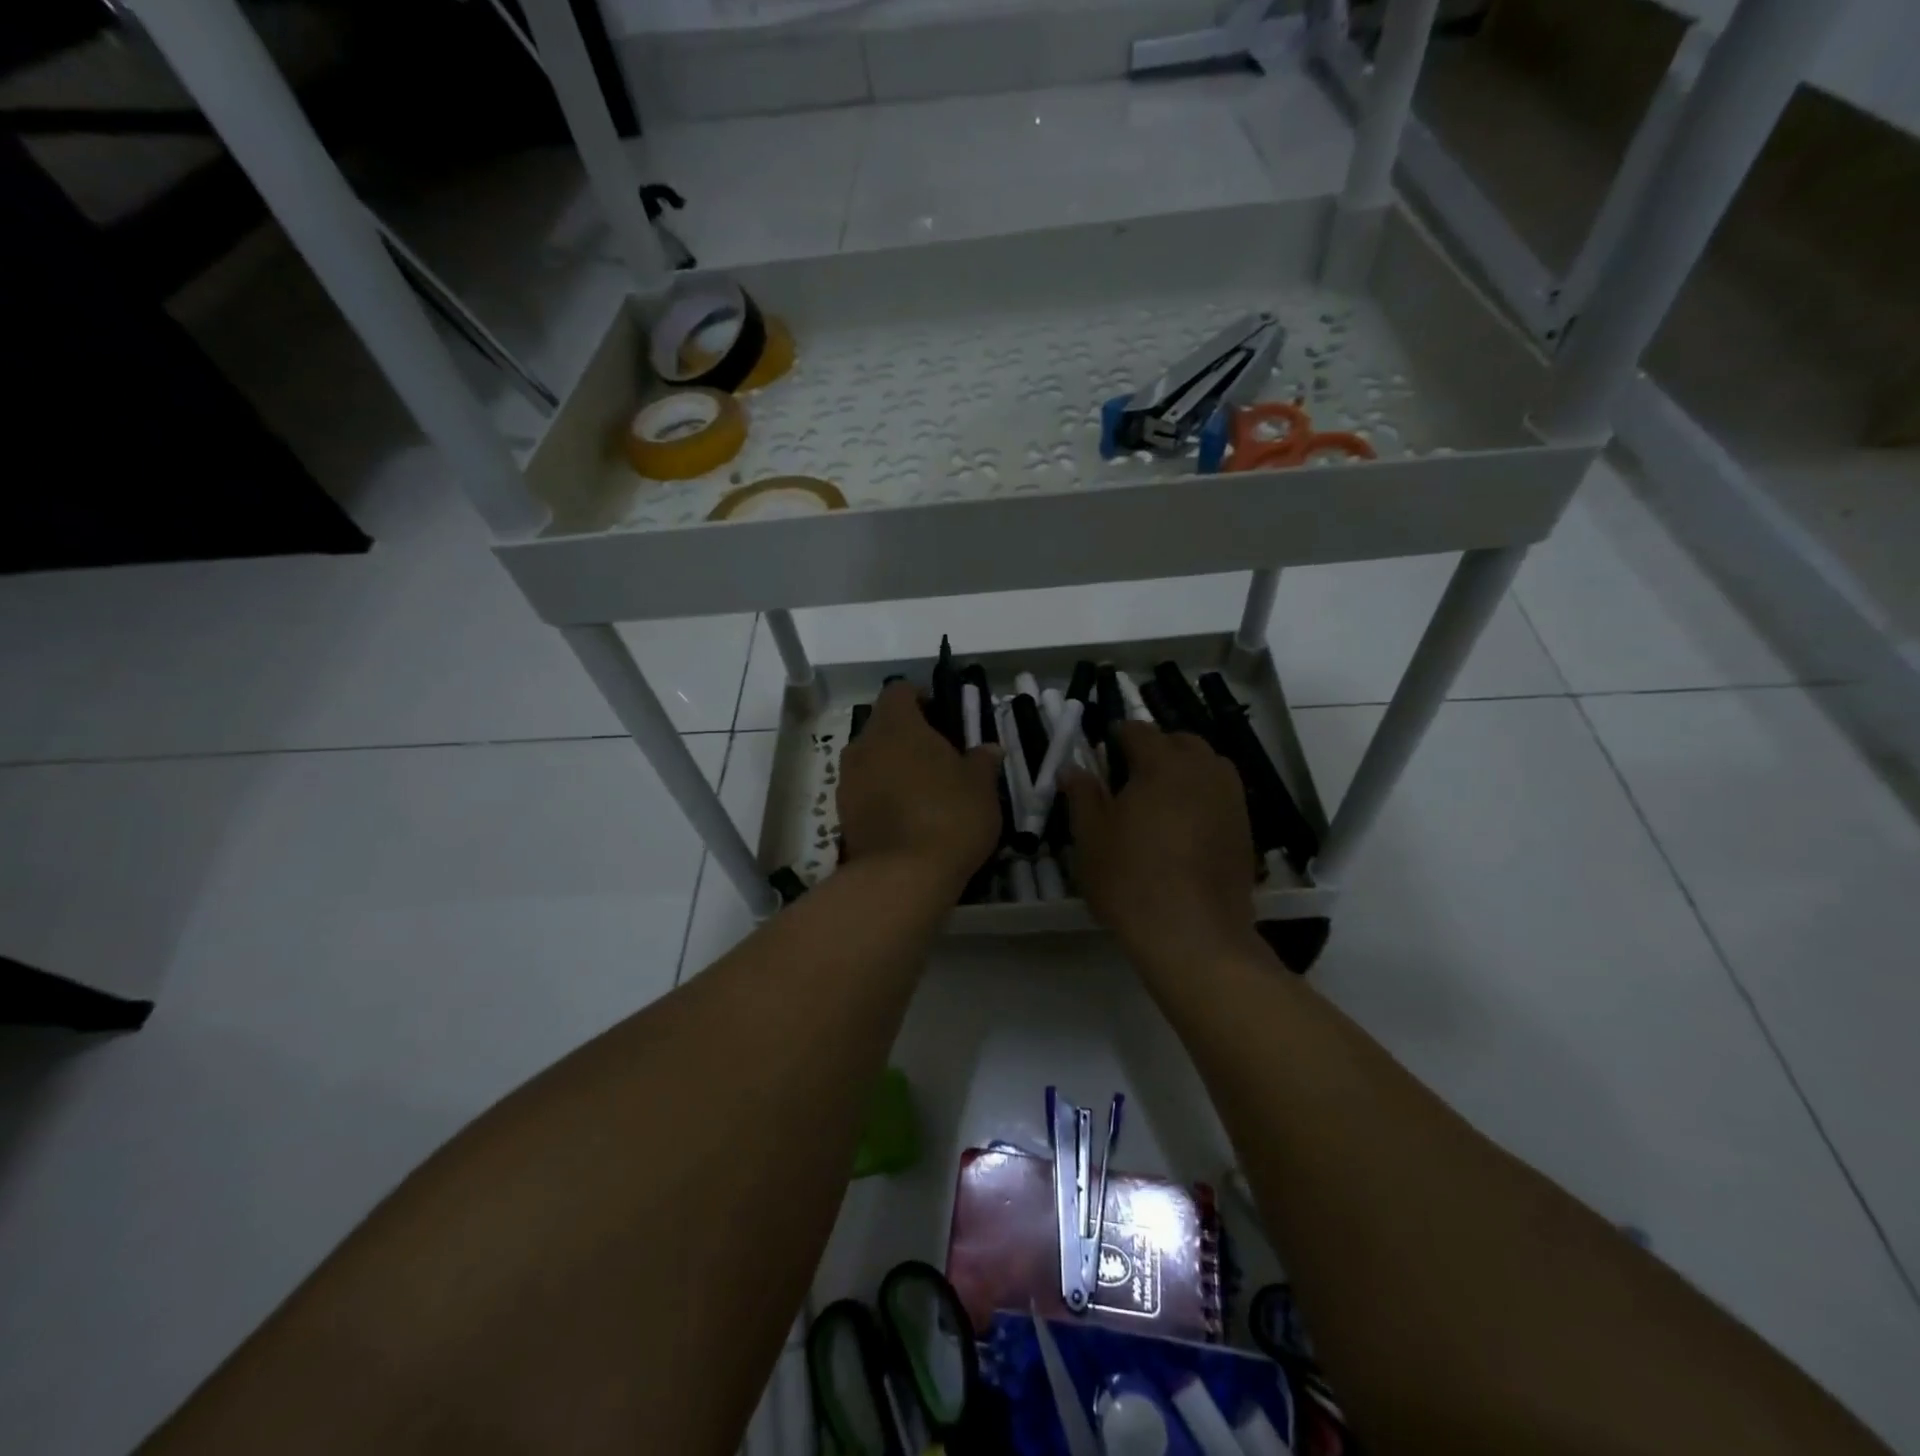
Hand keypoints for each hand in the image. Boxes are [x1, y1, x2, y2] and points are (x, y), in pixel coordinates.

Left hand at [837, 683, 1003, 892]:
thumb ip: (983, 761)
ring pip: (872, 759)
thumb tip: (989, 749)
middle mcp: (863, 744)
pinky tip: (908, 817)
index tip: (943, 717)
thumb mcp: (981, 786)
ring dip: (894, 766)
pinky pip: (865, 791)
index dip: (921, 698)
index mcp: (896, 725)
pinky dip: (883, 795)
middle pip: (883, 726)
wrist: (902, 877)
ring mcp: (848, 780)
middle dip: (908, 736)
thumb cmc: (949, 816)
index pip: (899, 691)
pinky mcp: (842, 814)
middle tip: (940, 757)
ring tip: (924, 791)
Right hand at [1061, 722, 1257, 967]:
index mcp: (1162, 763)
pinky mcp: (1245, 828)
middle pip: (1179, 742)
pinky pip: (1220, 796)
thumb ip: (1082, 795)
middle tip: (1129, 778)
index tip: (1102, 754)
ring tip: (1159, 801)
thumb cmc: (1131, 879)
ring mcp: (1230, 799)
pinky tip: (1183, 828)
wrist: (1193, 935)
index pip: (1138, 730)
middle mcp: (1203, 770)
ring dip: (1183, 771)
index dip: (1117, 737)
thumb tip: (1072, 769)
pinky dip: (1202, 798)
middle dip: (1155, 749)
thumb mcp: (1090, 837)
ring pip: (1206, 766)